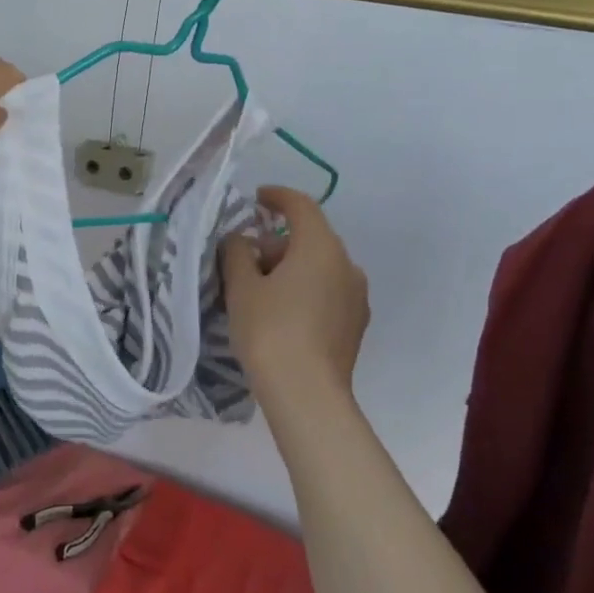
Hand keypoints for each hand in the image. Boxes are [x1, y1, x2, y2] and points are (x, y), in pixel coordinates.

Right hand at [221, 186, 368, 408]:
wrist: (307, 395)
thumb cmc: (270, 332)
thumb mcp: (242, 287)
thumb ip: (237, 252)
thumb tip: (241, 240)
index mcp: (321, 246)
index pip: (301, 206)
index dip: (277, 197)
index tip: (257, 198)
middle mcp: (347, 264)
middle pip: (311, 237)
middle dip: (278, 242)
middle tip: (246, 260)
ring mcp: (356, 295)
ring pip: (321, 266)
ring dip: (293, 267)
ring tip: (261, 291)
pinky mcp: (356, 323)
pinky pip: (328, 291)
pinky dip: (306, 289)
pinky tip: (284, 313)